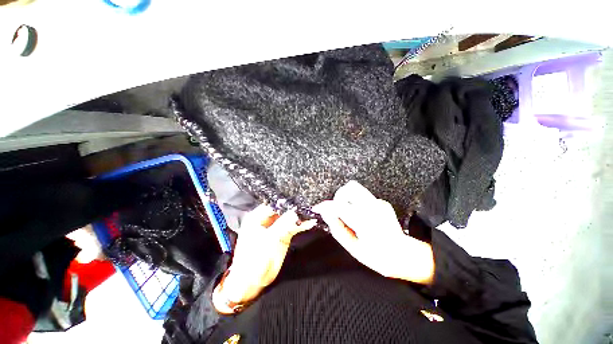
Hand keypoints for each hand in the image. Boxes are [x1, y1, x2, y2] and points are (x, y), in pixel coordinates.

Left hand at [212, 205, 315, 313]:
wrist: (252, 283)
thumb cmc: (254, 261)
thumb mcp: (269, 241)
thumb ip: (284, 225)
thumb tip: (296, 212)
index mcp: (257, 217)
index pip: (273, 203)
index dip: (286, 200)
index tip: (299, 197)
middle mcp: (266, 219)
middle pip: (282, 209)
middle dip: (294, 207)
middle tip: (308, 203)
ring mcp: (275, 227)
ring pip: (289, 218)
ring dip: (300, 216)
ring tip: (312, 211)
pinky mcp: (282, 235)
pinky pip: (293, 227)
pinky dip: (301, 225)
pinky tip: (310, 221)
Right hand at [313, 181, 433, 284]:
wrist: (404, 255)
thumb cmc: (378, 257)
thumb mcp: (353, 248)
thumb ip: (338, 228)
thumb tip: (326, 214)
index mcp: (366, 222)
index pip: (340, 206)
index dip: (326, 206)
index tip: (318, 208)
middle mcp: (374, 208)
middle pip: (350, 187)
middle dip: (339, 196)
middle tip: (337, 210)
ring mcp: (380, 203)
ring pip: (356, 189)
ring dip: (347, 198)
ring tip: (348, 213)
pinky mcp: (382, 202)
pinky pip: (363, 196)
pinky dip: (357, 203)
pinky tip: (360, 216)